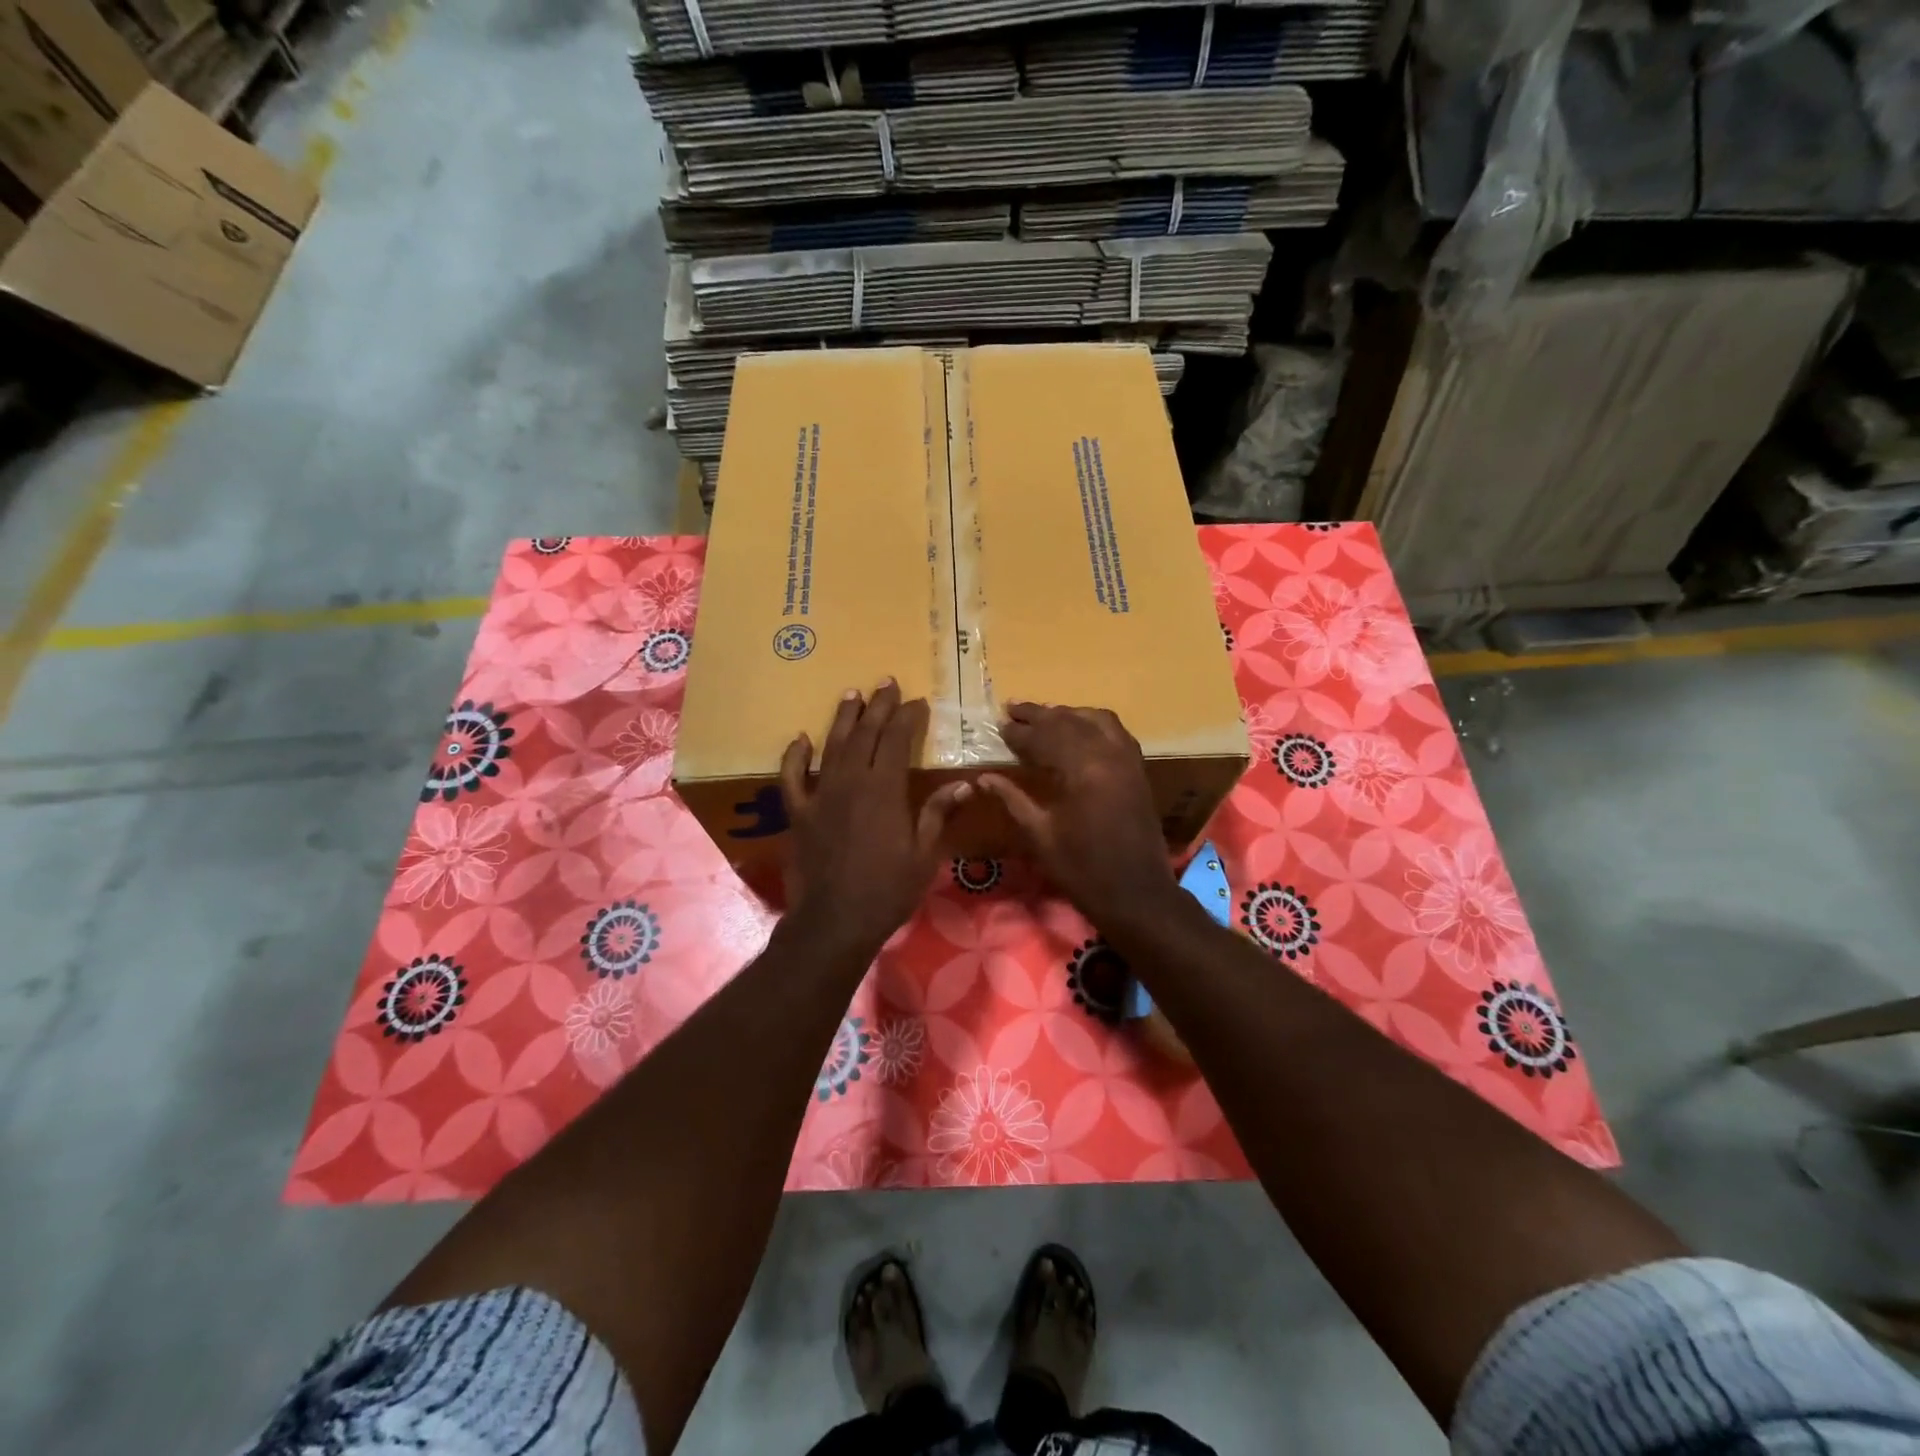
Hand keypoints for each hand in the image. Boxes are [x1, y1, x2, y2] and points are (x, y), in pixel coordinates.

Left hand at [779, 680, 970, 958]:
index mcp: (884, 790)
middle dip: (877, 706)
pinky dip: (794, 756)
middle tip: (886, 683)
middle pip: (864, 734)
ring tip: (851, 693)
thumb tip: (963, 784)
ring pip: (831, 746)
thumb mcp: (924, 855)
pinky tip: (799, 739)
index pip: (896, 740)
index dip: (907, 717)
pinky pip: (792, 777)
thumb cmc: (887, 890)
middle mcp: (850, 782)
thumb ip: (937, 814)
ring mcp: (820, 795)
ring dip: (842, 718)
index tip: (917, 702)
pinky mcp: (798, 813)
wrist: (835, 921)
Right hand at [978, 703, 1181, 931]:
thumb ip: (1013, 800)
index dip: (1019, 732)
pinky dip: (1093, 723)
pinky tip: (1079, 729)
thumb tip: (984, 778)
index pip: (1044, 737)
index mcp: (1082, 770)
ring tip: (1043, 716)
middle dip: (1039, 715)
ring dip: (1067, 714)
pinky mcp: (1138, 769)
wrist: (1137, 894)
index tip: (998, 725)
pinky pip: (1116, 731)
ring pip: (1095, 719)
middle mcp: (1107, 754)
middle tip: (1012, 709)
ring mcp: (1127, 759)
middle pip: (1069, 721)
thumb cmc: (1082, 870)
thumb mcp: (1040, 836)